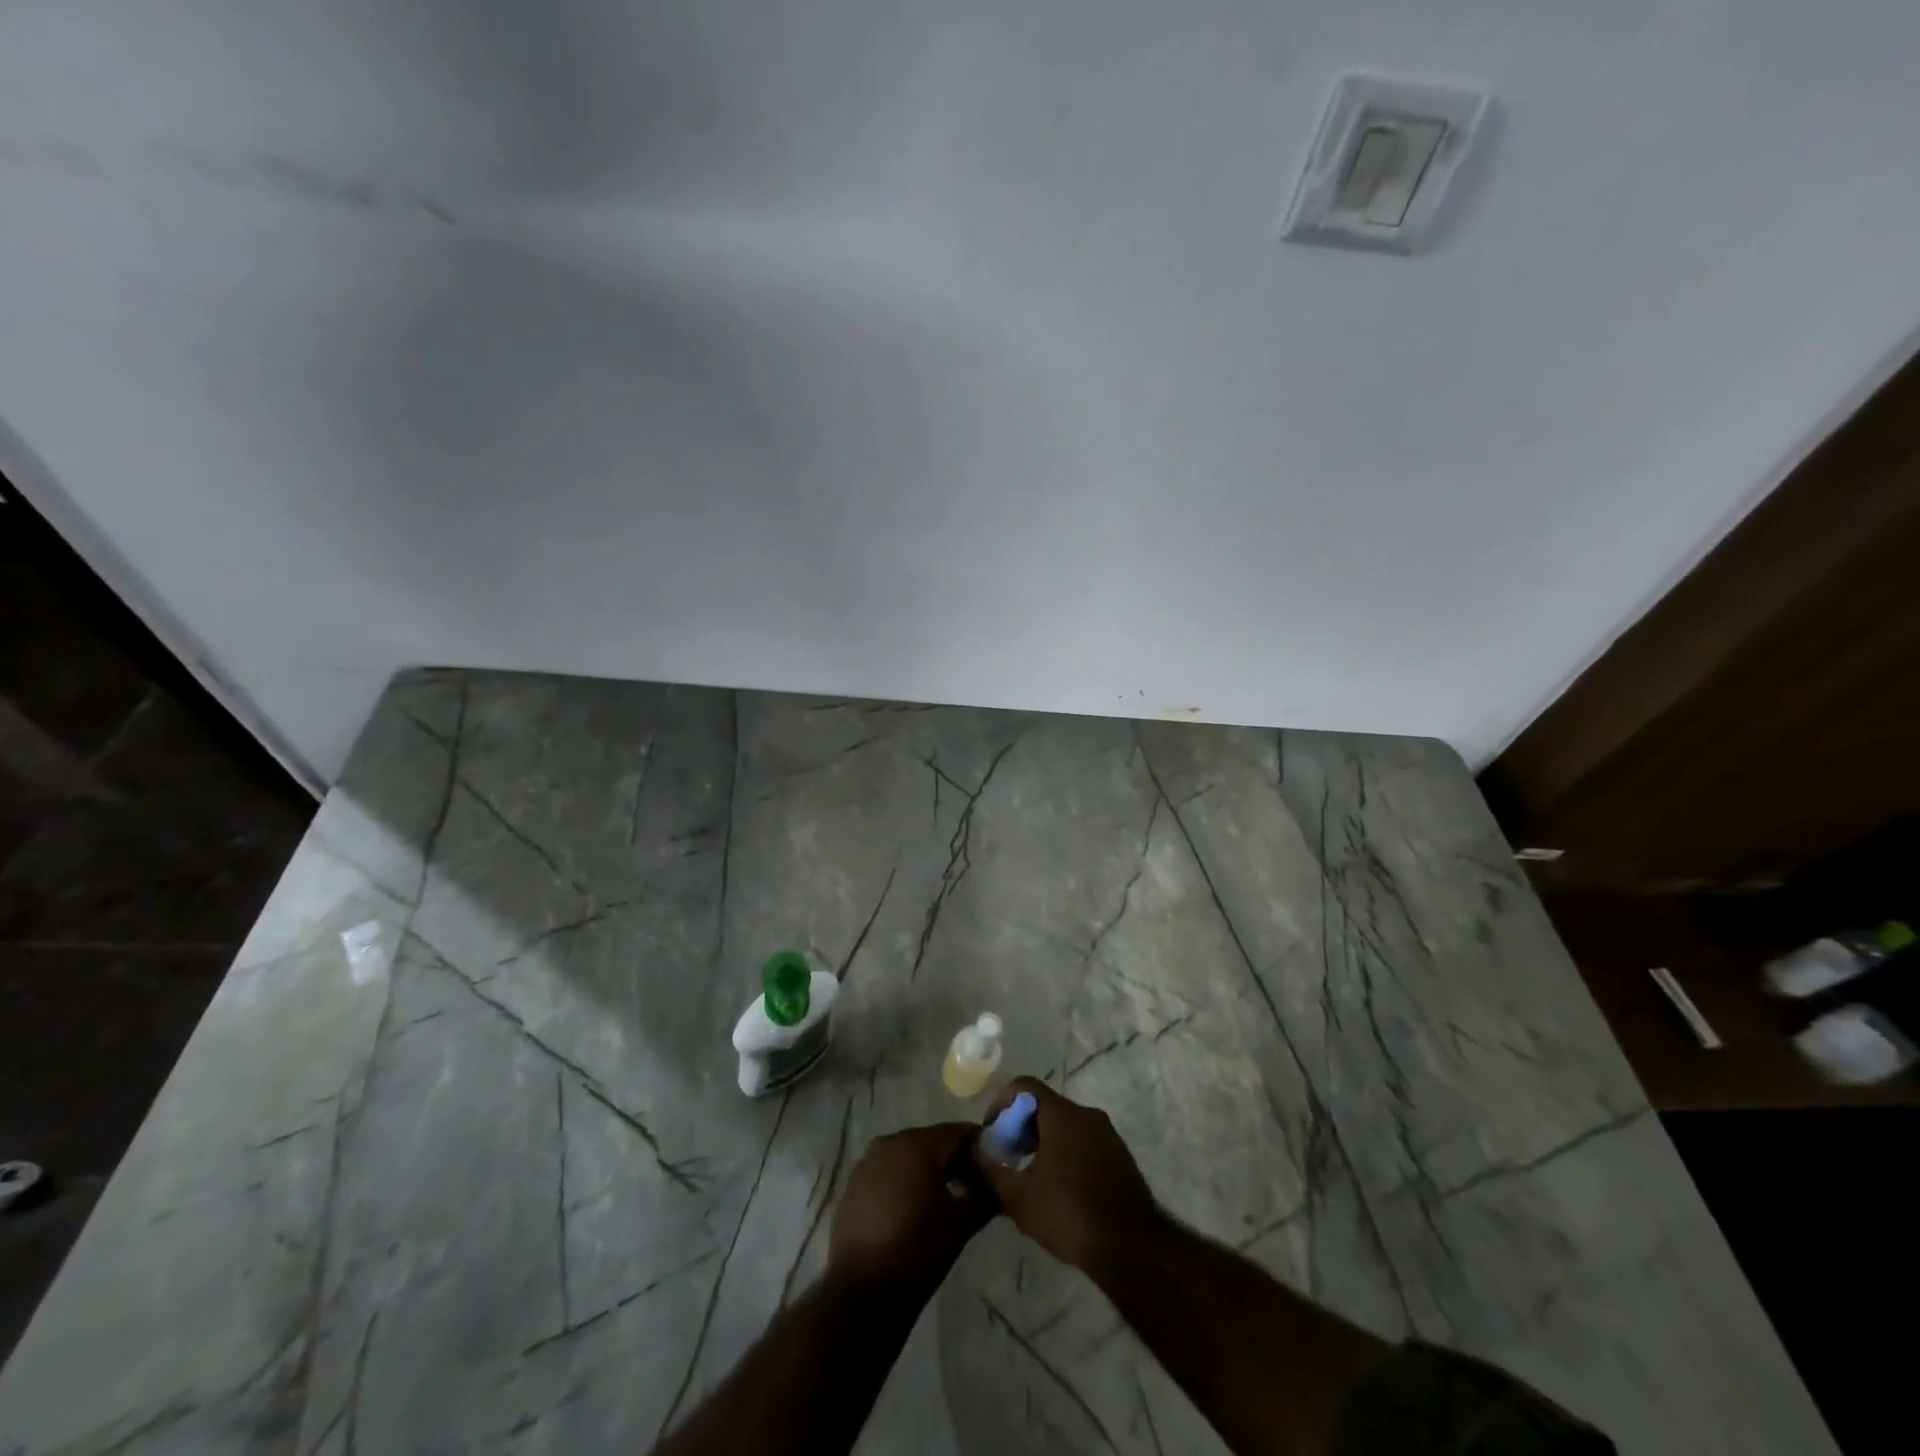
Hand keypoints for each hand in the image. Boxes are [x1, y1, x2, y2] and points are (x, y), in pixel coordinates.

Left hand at [828, 1123, 992, 1291]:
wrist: (862, 1293)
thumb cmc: (918, 1250)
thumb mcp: (962, 1223)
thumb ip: (985, 1195)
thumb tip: (999, 1182)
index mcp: (917, 1144)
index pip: (958, 1132)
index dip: (979, 1147)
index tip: (993, 1168)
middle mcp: (890, 1142)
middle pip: (932, 1141)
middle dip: (953, 1160)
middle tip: (971, 1187)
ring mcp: (867, 1163)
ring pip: (908, 1157)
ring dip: (927, 1172)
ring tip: (943, 1201)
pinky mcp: (853, 1185)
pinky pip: (887, 1173)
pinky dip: (903, 1183)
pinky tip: (912, 1211)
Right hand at [973, 1078, 1162, 1272]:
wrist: (1132, 1247)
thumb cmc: (1070, 1213)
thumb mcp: (1018, 1198)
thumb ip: (990, 1171)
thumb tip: (972, 1153)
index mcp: (1062, 1114)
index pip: (1024, 1086)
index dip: (1001, 1102)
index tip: (990, 1131)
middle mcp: (1087, 1114)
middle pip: (1045, 1106)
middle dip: (1021, 1127)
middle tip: (1007, 1158)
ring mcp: (1107, 1135)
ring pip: (1066, 1126)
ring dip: (1043, 1143)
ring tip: (1029, 1179)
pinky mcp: (1120, 1157)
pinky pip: (1084, 1143)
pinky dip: (1065, 1155)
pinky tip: (1059, 1192)